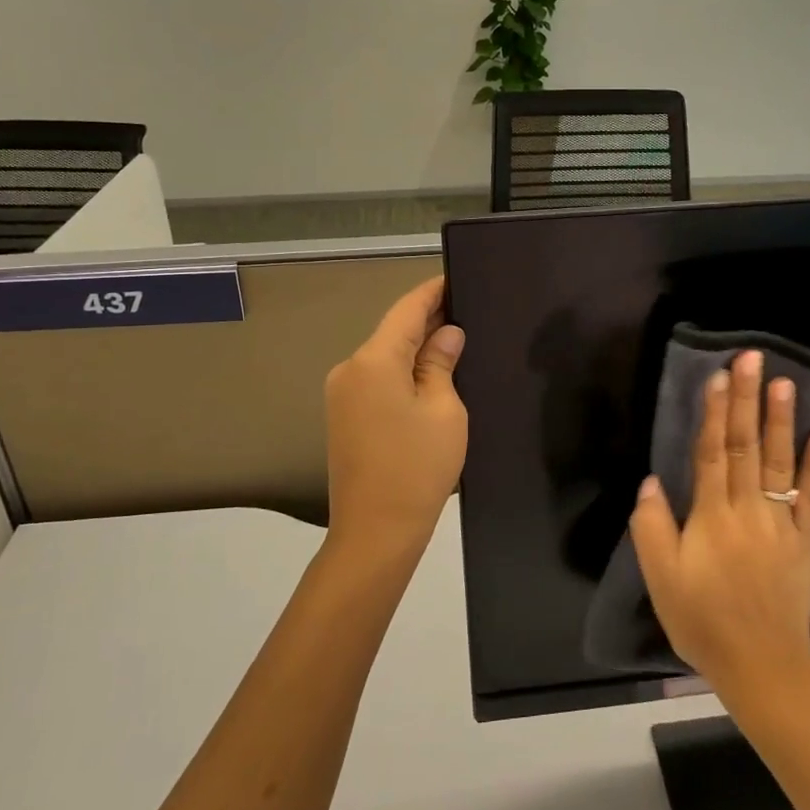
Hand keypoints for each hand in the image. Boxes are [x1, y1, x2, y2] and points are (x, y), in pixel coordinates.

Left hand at [324, 277, 467, 569]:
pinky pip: (377, 379)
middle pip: (393, 332)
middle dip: (428, 320)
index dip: (433, 292)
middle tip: (467, 310)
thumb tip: (446, 334)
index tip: (456, 277)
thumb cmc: (417, 467)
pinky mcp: (343, 416)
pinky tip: (430, 373)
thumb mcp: (444, 410)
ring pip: (385, 357)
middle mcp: (349, 368)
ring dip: (416, 348)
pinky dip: (402, 371)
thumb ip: (441, 364)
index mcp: (373, 360)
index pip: (407, 310)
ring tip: (456, 340)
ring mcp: (342, 394)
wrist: (375, 531)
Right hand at [629, 349, 809, 694]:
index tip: (718, 375)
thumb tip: (652, 479)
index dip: (714, 412)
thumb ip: (653, 526)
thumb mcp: (662, 579)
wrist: (761, 665)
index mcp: (712, 516)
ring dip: (782, 420)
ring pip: (780, 462)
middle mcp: (749, 509)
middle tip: (752, 359)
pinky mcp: (804, 541)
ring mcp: (782, 523)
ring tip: (785, 382)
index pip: (712, 453)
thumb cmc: (702, 621)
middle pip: (747, 446)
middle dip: (747, 399)